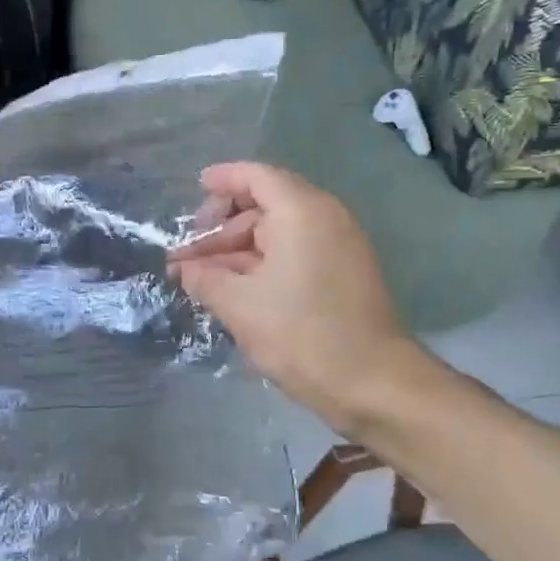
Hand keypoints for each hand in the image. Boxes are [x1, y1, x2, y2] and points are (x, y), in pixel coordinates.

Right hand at [166, 163, 410, 429]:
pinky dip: (263, 264)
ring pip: (278, 234)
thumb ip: (205, 278)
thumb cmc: (302, 335)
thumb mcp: (240, 306)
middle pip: (264, 206)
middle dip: (221, 229)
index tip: (194, 187)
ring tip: (201, 279)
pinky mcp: (344, 274)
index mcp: (302, 211)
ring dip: (238, 252)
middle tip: (186, 257)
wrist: (374, 384)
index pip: (256, 176)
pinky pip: (296, 254)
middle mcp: (325, 217)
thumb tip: (185, 269)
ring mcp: (339, 246)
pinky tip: (234, 289)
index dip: (223, 179)